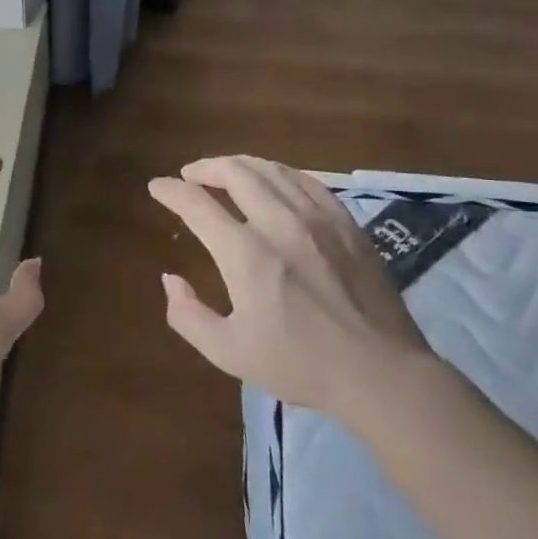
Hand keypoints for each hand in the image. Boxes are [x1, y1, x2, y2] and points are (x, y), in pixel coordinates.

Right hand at [148, 155, 437, 432]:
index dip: (171, 191)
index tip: (157, 187)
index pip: (197, 204)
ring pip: (271, 170)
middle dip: (205, 168)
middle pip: (235, 173)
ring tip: (226, 172)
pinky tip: (274, 181)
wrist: (380, 372)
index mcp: (245, 254)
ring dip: (240, 165)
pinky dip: (280, 173)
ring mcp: (317, 218)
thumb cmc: (300, 365)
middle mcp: (279, 223)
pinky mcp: (346, 223)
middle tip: (190, 175)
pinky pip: (307, 181)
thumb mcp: (229, 352)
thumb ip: (187, 314)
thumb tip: (170, 279)